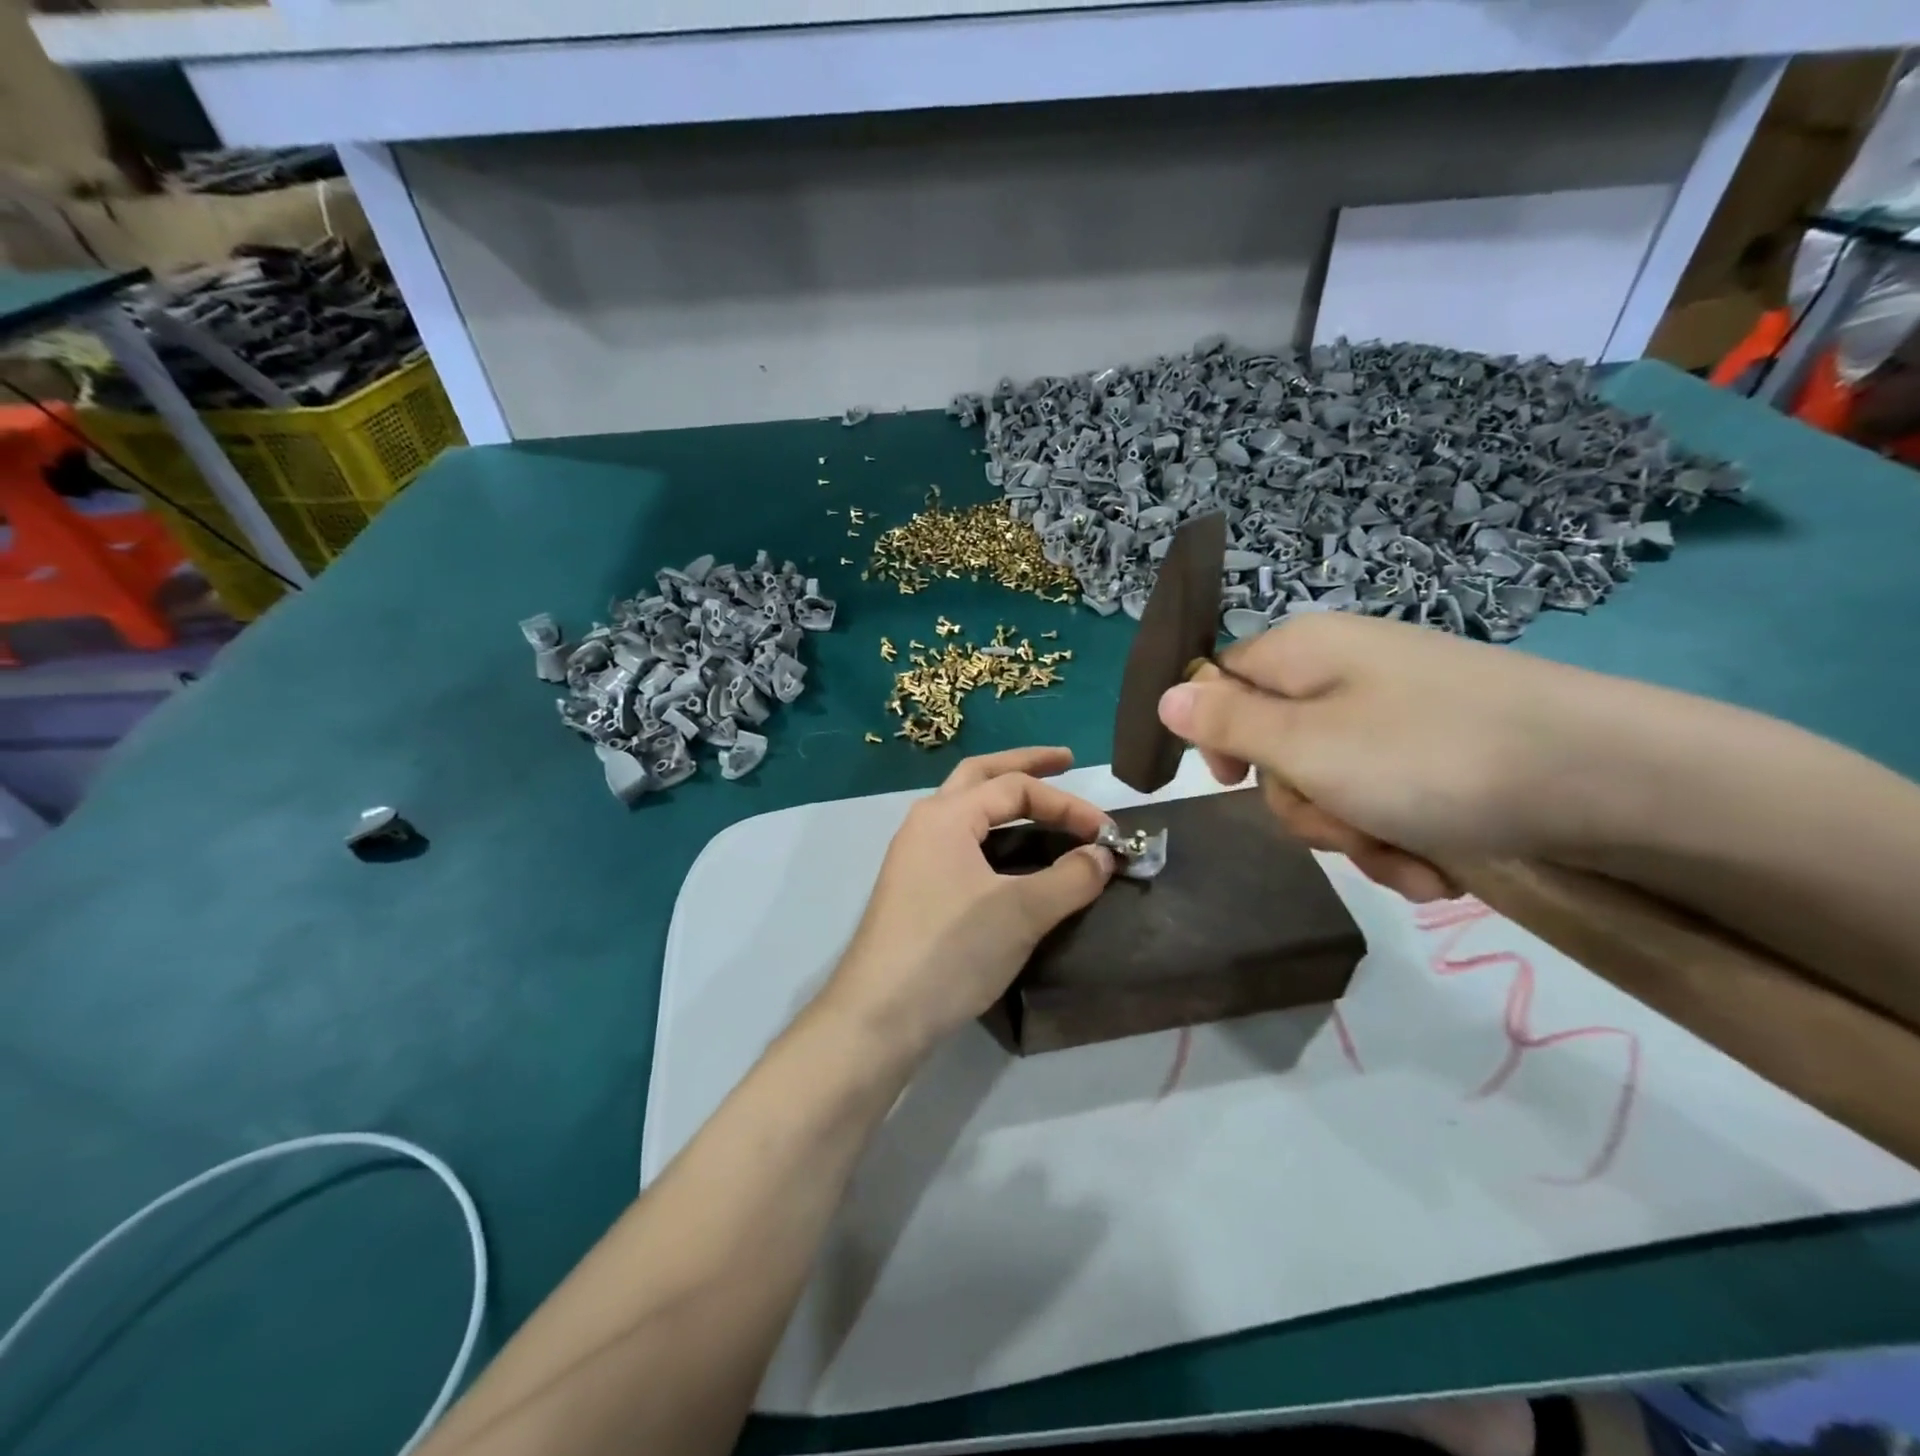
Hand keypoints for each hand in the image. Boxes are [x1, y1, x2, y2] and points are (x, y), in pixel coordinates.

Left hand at [823, 747, 1115, 1053]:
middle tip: (1066, 762)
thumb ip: (1070, 878)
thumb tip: (1103, 855)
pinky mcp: (915, 888)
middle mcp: (925, 824)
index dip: (1067, 804)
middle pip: (980, 775)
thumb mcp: (1021, 912)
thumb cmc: (950, 951)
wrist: (879, 1015)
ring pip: (966, 809)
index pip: (1015, 788)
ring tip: (1042, 802)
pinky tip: (1011, 854)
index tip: (1107, 833)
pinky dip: (993, 834)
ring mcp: (915, 856)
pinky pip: (961, 842)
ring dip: (1005, 799)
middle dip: (1025, 765)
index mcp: (946, 815)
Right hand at [1156, 614, 1650, 901]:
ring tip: (1408, 860)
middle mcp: (1344, 675)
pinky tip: (1437, 867)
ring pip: (1330, 785)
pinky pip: (1384, 798)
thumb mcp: (1308, 746)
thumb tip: (1165, 697)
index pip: (1220, 683)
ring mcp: (1394, 715)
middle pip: (1276, 747)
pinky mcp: (1437, 753)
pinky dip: (1399, 839)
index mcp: (1303, 654)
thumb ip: (1226, 725)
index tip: (1240, 781)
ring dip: (1356, 835)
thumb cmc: (1433, 757)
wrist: (1615, 780)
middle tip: (1345, 826)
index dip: (1219, 738)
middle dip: (1304, 805)